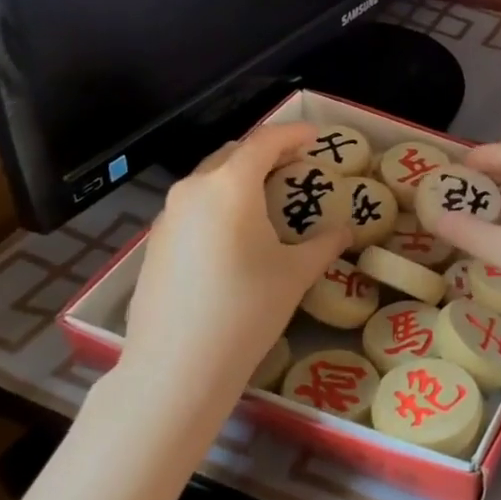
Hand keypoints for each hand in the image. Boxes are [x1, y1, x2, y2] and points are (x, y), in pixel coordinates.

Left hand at [113, 123, 350, 421]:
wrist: (177, 366)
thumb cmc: (247, 309)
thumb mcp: (296, 274)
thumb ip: (324, 244)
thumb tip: (345, 231)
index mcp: (230, 186)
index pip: (265, 141)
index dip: (293, 133)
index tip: (315, 136)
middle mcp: (193, 190)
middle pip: (233, 154)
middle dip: (265, 154)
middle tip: (295, 167)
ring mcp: (168, 216)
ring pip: (208, 180)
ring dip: (239, 179)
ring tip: (267, 201)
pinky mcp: (155, 243)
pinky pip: (193, 208)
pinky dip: (219, 205)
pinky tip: (234, 236)